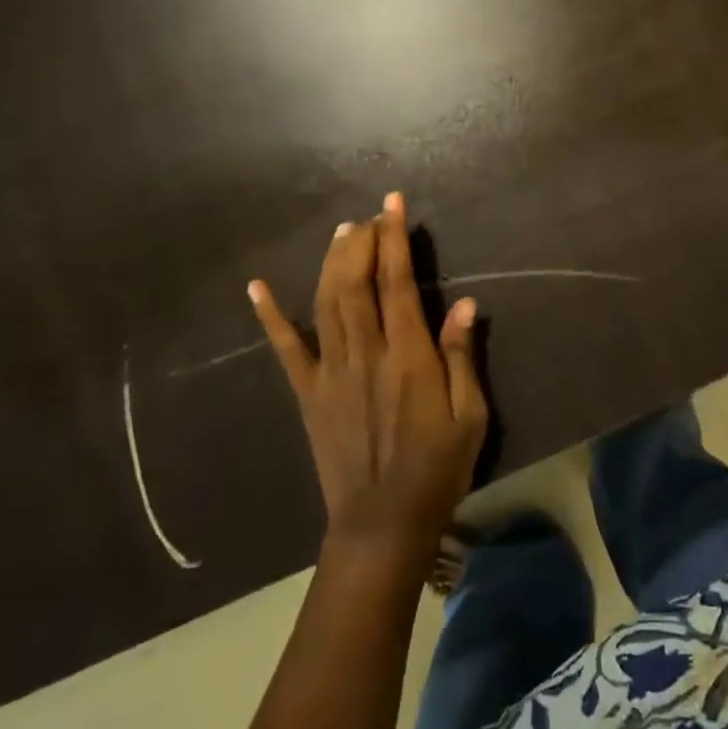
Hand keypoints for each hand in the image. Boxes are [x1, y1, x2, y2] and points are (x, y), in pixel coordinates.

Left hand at [249, 193, 487, 567]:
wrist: (383, 523)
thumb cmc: (438, 468)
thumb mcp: (470, 415)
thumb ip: (461, 357)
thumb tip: (466, 304)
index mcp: (408, 356)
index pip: (398, 282)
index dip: (394, 239)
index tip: (392, 205)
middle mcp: (365, 353)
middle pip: (356, 282)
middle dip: (362, 241)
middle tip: (369, 217)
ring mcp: (331, 372)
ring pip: (326, 303)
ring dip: (331, 262)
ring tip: (341, 233)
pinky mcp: (308, 393)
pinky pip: (286, 349)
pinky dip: (270, 316)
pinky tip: (256, 287)